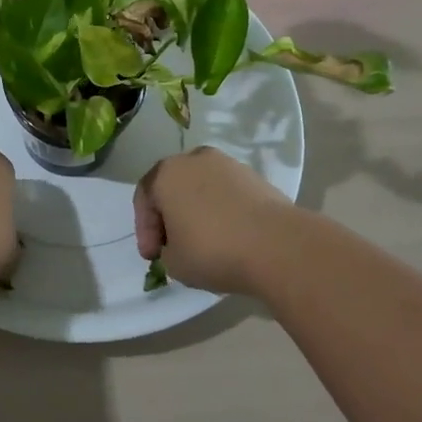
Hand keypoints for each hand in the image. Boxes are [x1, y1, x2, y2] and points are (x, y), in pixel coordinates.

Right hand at [134, 147, 296, 294]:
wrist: (277, 245)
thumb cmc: (213, 250)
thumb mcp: (174, 262)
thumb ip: (166, 249)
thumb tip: (178, 243)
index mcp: (166, 173)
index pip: (144, 198)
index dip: (144, 230)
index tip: (153, 257)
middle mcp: (194, 159)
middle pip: (173, 187)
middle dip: (170, 217)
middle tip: (173, 246)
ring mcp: (228, 164)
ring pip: (201, 188)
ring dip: (197, 212)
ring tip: (203, 241)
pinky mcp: (255, 177)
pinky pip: (227, 194)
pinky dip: (222, 211)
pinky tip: (229, 236)